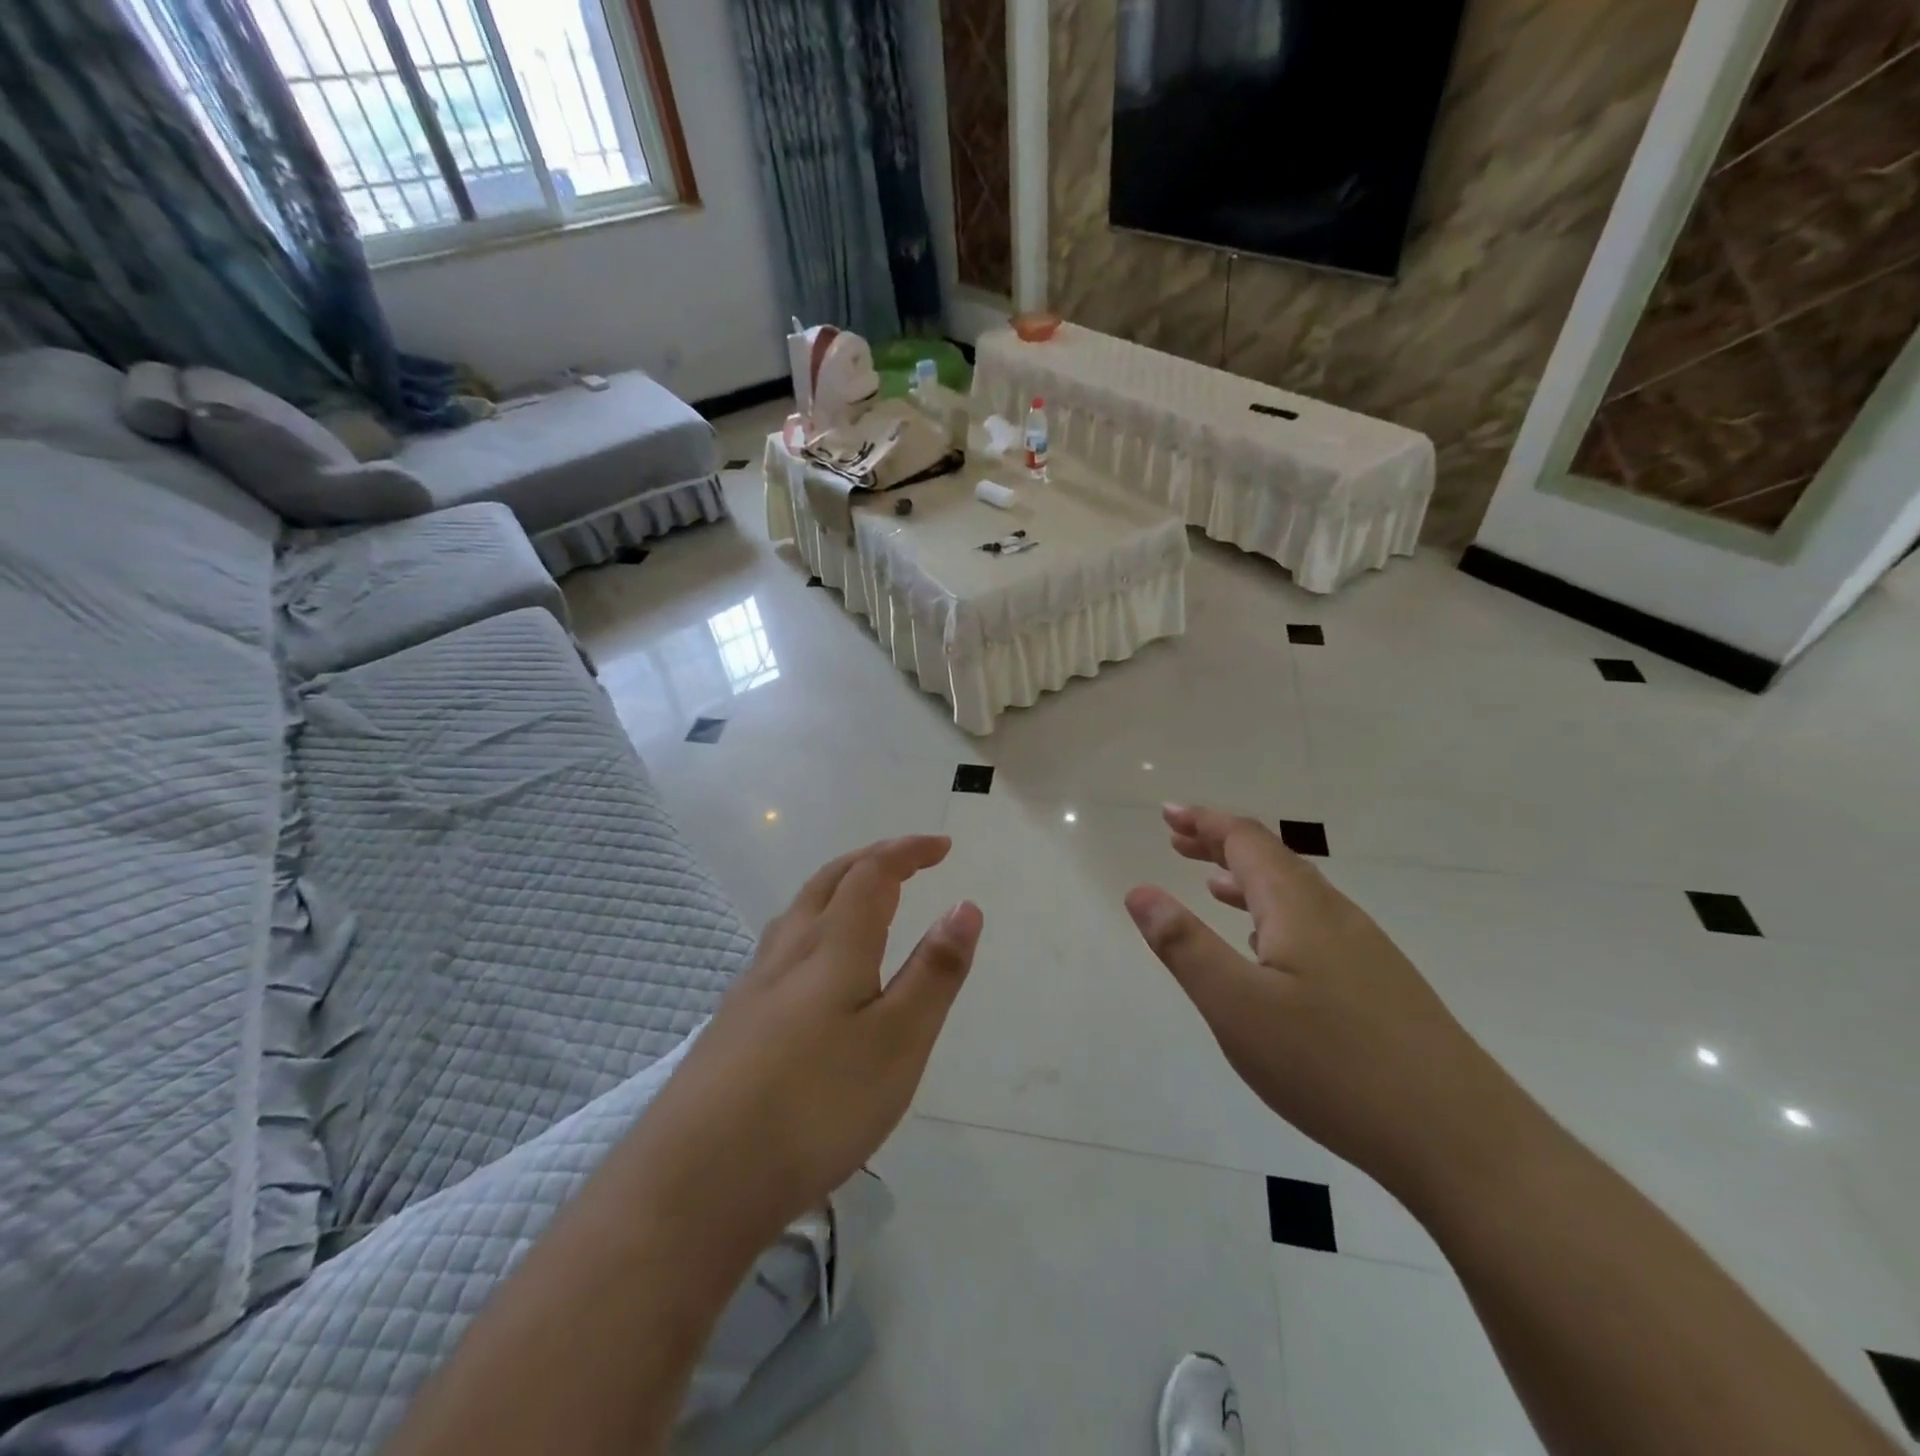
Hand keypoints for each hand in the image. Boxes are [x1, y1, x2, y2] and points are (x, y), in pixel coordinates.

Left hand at [633, 836, 982, 1254]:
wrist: (696, 1180)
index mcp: (833, 946)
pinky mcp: (732, 1022)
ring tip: (862, 900)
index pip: (873, 873)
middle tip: (907, 860)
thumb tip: (965, 905)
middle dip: (872, 859)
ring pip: (798, 912)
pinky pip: (780, 947)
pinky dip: (812, 927)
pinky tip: (811, 968)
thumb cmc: (815, 1105)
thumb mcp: (897, 1042)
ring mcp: (753, 986)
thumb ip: (933, 972)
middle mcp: (788, 951)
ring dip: (836, 888)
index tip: (942, 846)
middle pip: (829, 880)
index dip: (908, 851)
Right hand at [1124, 805, 1529, 1200]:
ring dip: (1247, 881)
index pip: (1246, 841)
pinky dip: (1274, 916)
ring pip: (1295, 895)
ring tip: (1211, 886)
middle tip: (1178, 841)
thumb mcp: (1237, 1006)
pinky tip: (1268, 951)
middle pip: (1272, 860)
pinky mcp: (1380, 986)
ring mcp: (1364, 950)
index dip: (1204, 821)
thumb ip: (1184, 946)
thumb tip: (1140, 890)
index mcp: (1298, 907)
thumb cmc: (1333, 1066)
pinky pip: (1313, 926)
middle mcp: (1334, 914)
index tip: (1167, 813)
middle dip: (1221, 844)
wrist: (1461, 1140)